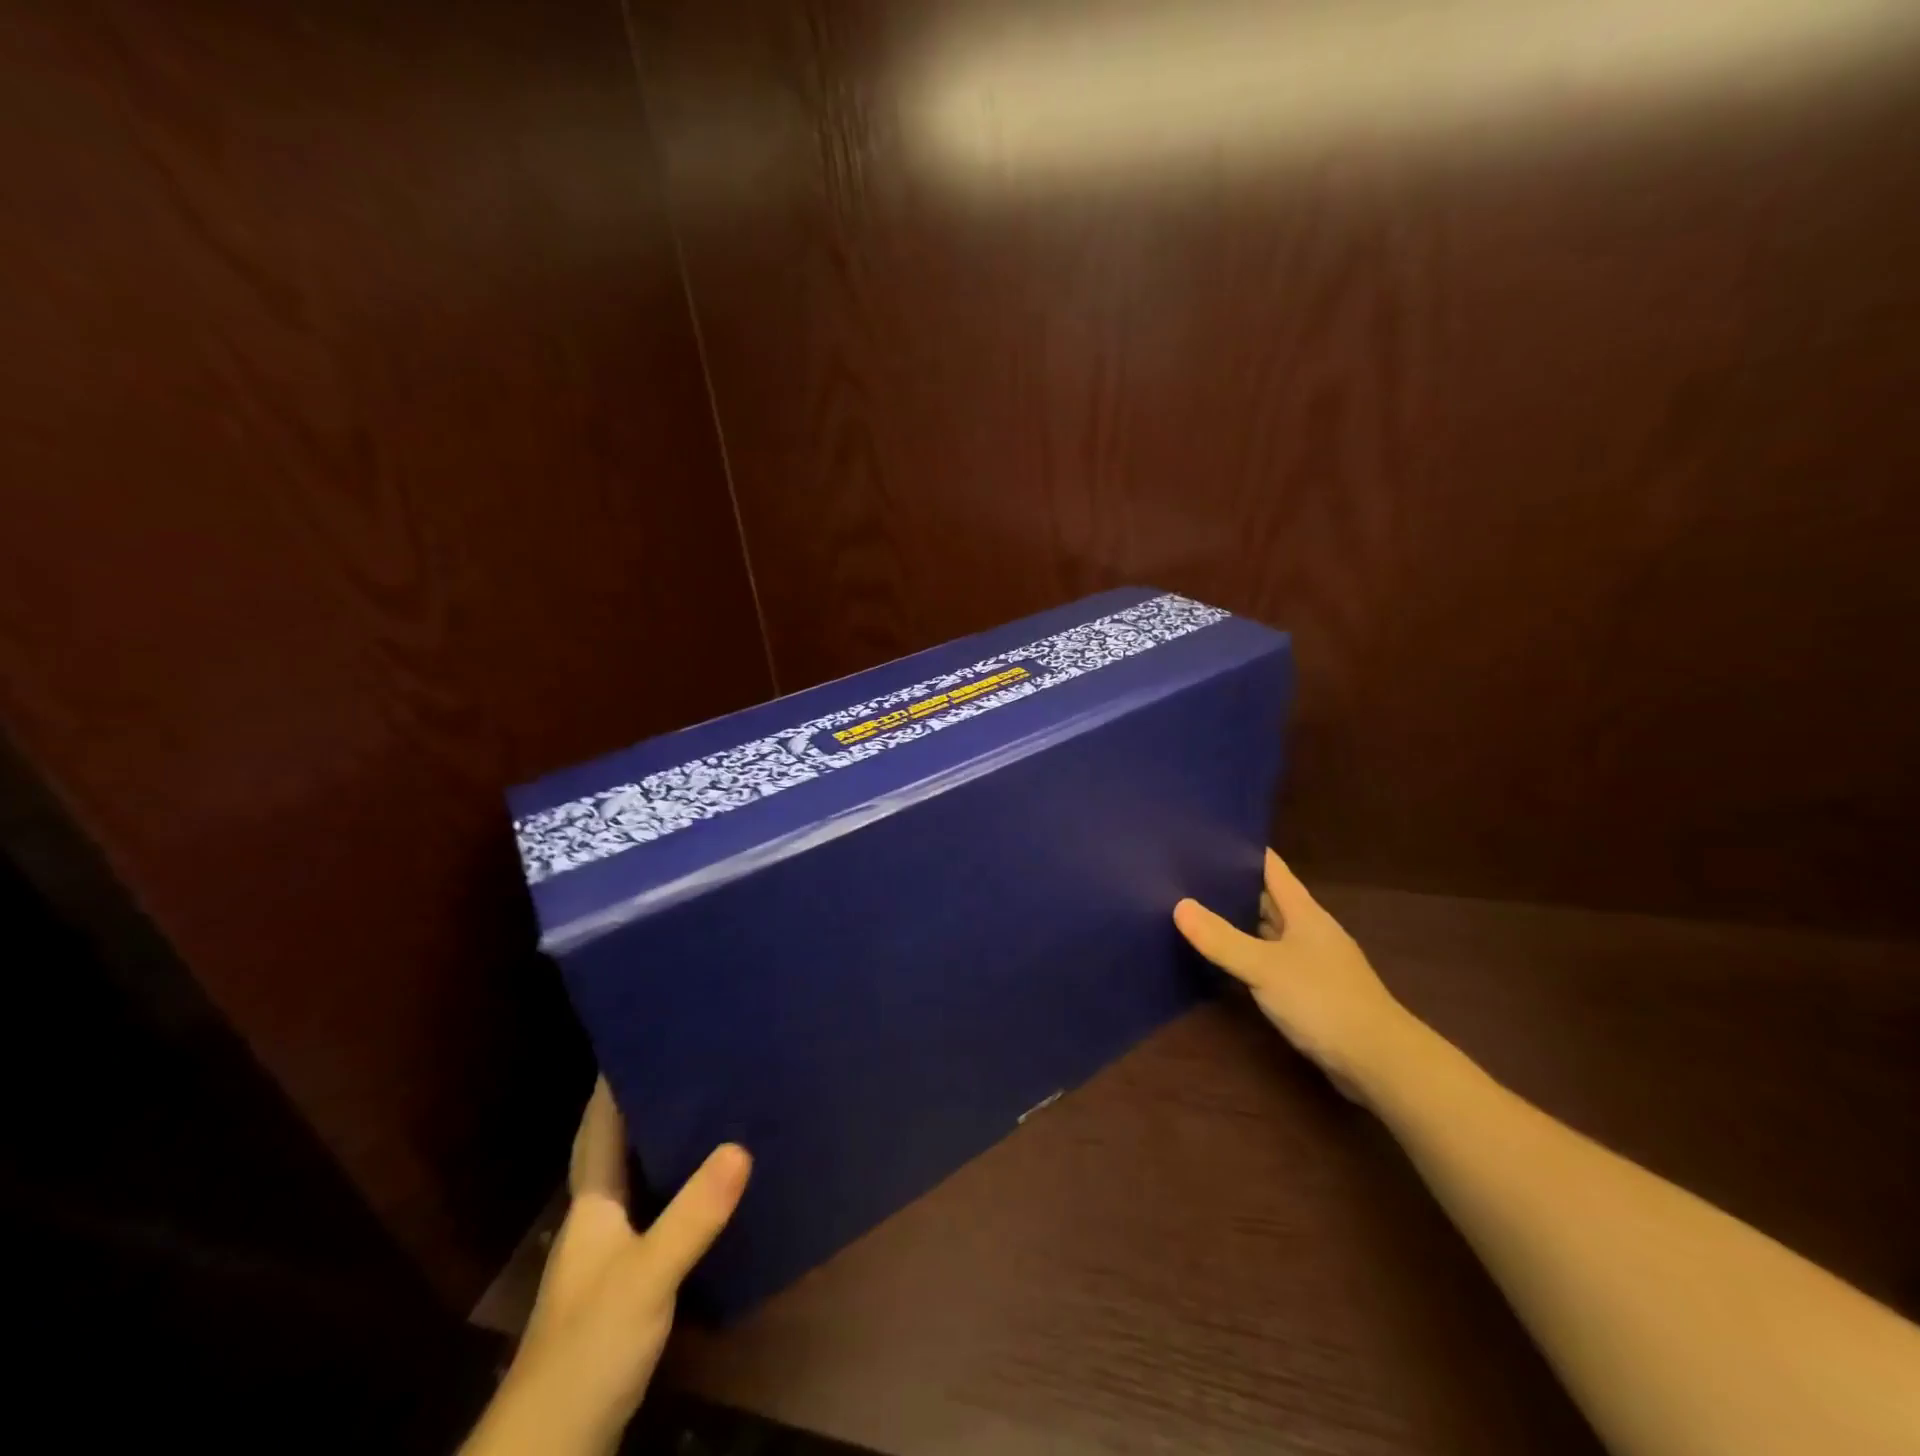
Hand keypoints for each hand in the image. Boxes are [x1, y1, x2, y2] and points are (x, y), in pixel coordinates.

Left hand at [462, 1079, 750, 1455]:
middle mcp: (596, 1221)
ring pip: (636, 1182)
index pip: (599, 1129)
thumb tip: (741, 1145)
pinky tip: (706, 1190)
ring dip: (662, 1148)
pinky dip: (675, 1193)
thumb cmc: (589, 1346)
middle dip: (645, 1106)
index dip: (613, 1085)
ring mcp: (608, 1256)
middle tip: (690, 1065)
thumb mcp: (647, 1275)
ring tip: (707, 1111)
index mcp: (592, 1205)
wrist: (553, 1447)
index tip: (641, 1037)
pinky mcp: (624, 1287)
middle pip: (617, 1150)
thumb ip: (693, 1214)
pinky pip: (653, 1216)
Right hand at [1175, 849, 1412, 1102]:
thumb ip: (1222, 939)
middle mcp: (1310, 931)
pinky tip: (1226, 960)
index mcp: (1305, 913)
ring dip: (1241, 921)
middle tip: (1188, 874)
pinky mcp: (1312, 991)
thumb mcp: (1265, 967)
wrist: (1380, 1062)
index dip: (1245, 851)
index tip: (1208, 837)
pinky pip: (1273, 960)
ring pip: (1271, 930)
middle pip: (1270, 898)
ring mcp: (1314, 962)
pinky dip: (1250, 954)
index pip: (1273, 869)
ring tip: (1198, 910)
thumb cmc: (1324, 1001)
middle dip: (1234, 885)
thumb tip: (1180, 905)